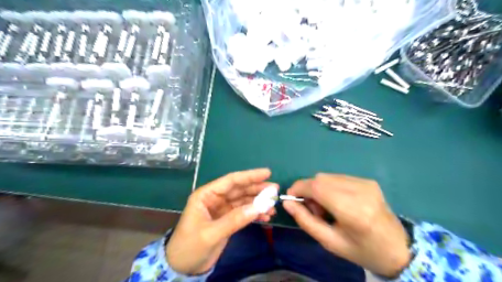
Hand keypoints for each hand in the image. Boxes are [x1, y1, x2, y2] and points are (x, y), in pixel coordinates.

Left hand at [166, 169, 275, 274]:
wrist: (182, 268)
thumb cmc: (189, 247)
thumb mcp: (211, 233)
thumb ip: (234, 219)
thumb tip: (259, 207)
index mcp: (207, 195)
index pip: (231, 181)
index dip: (249, 176)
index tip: (267, 172)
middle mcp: (216, 199)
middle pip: (240, 189)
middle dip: (257, 189)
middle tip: (275, 190)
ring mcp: (223, 209)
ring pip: (244, 201)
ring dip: (259, 202)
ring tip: (274, 205)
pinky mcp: (228, 220)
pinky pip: (244, 213)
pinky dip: (255, 214)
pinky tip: (266, 217)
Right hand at [284, 175, 408, 276]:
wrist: (398, 248)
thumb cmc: (362, 250)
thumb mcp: (330, 242)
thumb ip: (305, 221)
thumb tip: (287, 202)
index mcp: (353, 211)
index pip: (317, 187)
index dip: (299, 188)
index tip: (290, 197)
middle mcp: (360, 191)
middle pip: (320, 179)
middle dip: (308, 190)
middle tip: (312, 209)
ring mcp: (366, 183)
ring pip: (327, 176)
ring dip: (318, 189)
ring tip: (326, 208)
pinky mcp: (368, 181)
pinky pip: (338, 178)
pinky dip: (329, 187)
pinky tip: (337, 202)